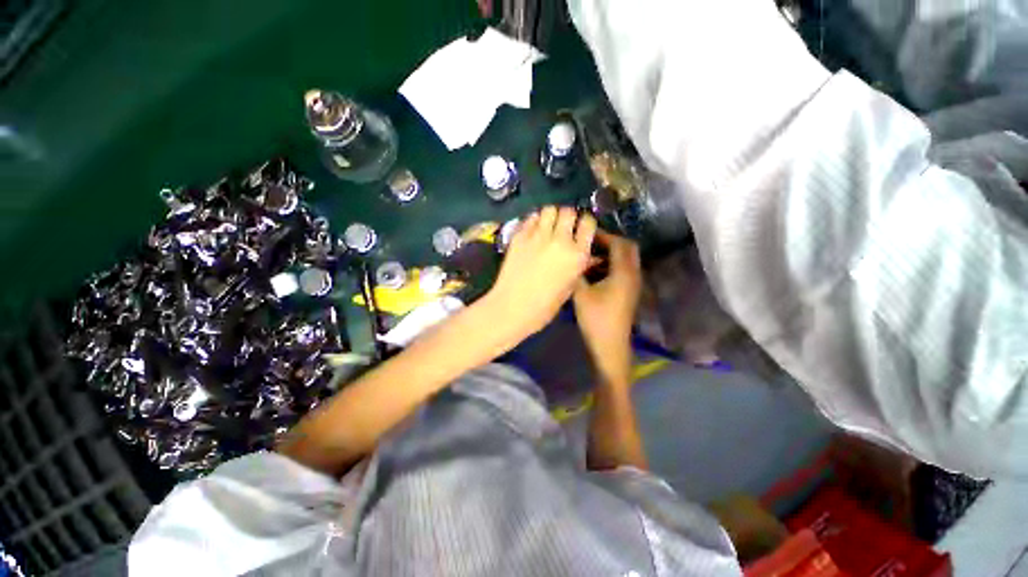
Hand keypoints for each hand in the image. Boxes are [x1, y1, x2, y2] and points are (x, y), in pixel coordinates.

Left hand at [485, 206, 596, 340]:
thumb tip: (584, 254)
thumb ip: (578, 265)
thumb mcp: (569, 287)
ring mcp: (538, 236)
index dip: (585, 223)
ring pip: (548, 210)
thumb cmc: (545, 305)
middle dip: (567, 216)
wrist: (513, 307)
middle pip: (567, 211)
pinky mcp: (519, 236)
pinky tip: (532, 232)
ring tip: (547, 226)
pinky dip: (534, 221)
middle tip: (563, 226)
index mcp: (577, 254)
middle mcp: (560, 240)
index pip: (588, 223)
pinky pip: (530, 218)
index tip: (581, 228)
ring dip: (550, 216)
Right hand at [573, 231, 640, 382]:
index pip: (619, 243)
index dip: (603, 236)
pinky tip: (593, 273)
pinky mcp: (628, 292)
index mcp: (623, 272)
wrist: (609, 345)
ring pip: (625, 260)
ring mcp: (632, 284)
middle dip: (609, 242)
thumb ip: (577, 272)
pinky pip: (622, 270)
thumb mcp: (580, 293)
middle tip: (589, 244)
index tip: (586, 235)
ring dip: (609, 255)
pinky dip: (610, 265)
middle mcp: (633, 274)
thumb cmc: (595, 318)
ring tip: (588, 258)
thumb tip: (574, 257)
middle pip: (627, 248)